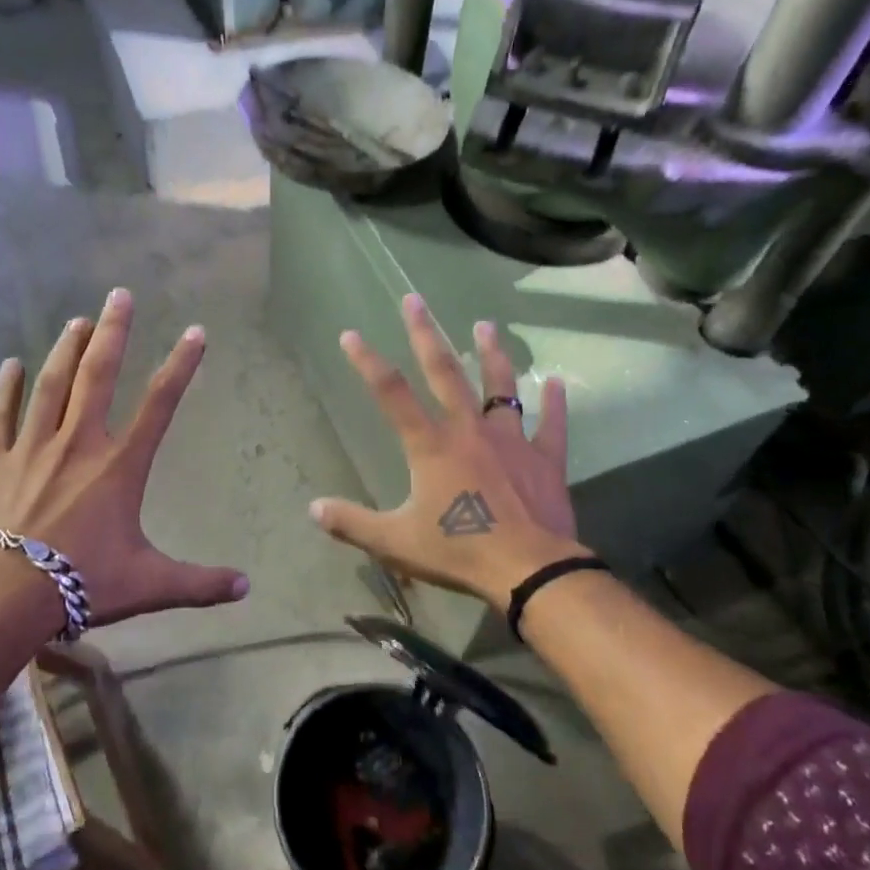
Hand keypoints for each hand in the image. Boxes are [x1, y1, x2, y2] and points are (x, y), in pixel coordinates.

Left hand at [0, 288, 248, 625]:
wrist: (0, 595)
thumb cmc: (80, 584)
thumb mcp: (148, 585)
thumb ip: (199, 583)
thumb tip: (247, 589)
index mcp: (118, 466)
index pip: (159, 404)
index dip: (181, 365)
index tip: (195, 331)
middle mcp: (78, 443)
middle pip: (98, 376)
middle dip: (113, 332)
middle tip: (120, 294)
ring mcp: (31, 447)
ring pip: (51, 385)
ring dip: (66, 349)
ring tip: (77, 320)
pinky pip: (1, 415)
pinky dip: (6, 388)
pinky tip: (10, 364)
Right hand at [309, 295, 580, 610]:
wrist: (529, 570)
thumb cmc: (459, 551)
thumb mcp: (395, 542)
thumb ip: (353, 523)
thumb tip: (313, 509)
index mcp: (431, 446)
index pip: (391, 394)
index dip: (367, 362)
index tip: (350, 334)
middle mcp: (468, 430)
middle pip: (444, 372)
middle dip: (426, 333)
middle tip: (415, 299)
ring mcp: (510, 440)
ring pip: (500, 387)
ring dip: (492, 354)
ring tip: (485, 325)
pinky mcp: (544, 459)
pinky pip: (551, 425)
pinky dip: (554, 404)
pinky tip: (557, 382)